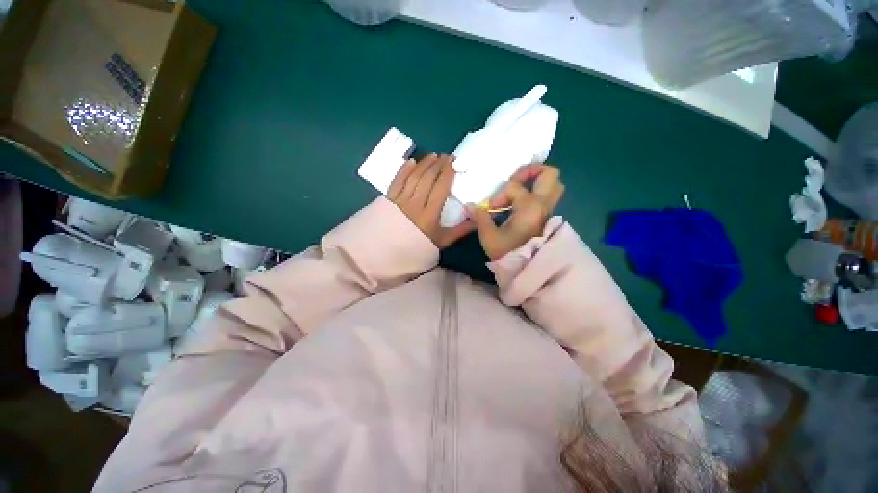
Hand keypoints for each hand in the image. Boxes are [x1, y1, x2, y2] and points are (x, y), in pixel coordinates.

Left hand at [387, 154, 474, 247]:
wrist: (389, 254)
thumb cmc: (418, 247)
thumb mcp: (441, 242)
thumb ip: (460, 230)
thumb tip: (477, 219)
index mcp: (429, 216)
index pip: (440, 188)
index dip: (448, 173)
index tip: (454, 162)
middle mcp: (414, 205)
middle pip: (427, 179)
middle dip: (437, 165)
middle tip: (445, 156)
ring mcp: (400, 201)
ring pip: (413, 177)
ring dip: (424, 164)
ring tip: (433, 155)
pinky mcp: (388, 200)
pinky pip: (396, 181)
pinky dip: (404, 170)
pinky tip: (411, 161)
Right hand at [467, 164, 563, 259]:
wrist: (526, 270)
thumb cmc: (508, 253)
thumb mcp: (489, 236)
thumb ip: (480, 218)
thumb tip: (470, 205)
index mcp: (529, 206)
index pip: (513, 187)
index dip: (499, 195)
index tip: (491, 209)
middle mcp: (543, 204)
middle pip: (550, 174)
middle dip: (531, 171)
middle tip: (515, 180)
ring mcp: (549, 211)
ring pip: (553, 186)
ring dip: (538, 183)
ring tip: (520, 189)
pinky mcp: (547, 217)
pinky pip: (548, 197)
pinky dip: (538, 194)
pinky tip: (522, 203)